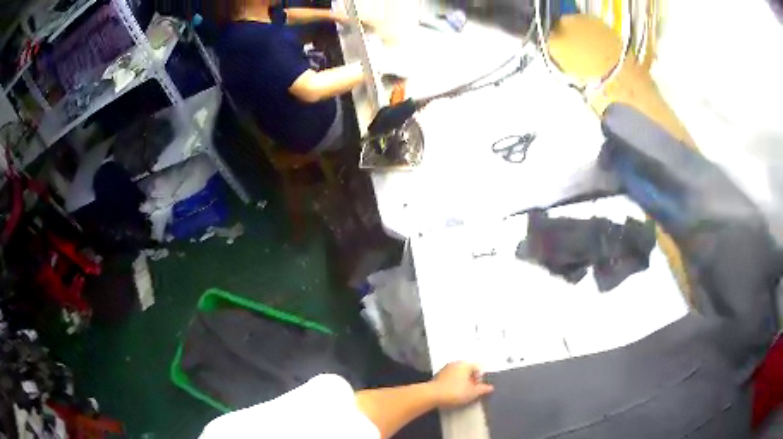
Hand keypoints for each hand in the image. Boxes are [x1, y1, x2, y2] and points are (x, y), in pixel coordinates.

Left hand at [430, 362, 493, 407]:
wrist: (432, 395)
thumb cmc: (455, 392)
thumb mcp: (473, 392)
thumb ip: (483, 389)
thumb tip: (491, 387)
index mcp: (465, 364)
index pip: (478, 368)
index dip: (480, 379)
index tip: (478, 389)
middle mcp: (456, 363)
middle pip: (468, 371)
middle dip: (471, 380)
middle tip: (471, 392)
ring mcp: (446, 369)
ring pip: (459, 375)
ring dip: (462, 382)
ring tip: (461, 394)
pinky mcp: (438, 376)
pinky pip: (450, 378)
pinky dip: (453, 384)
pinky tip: (452, 393)